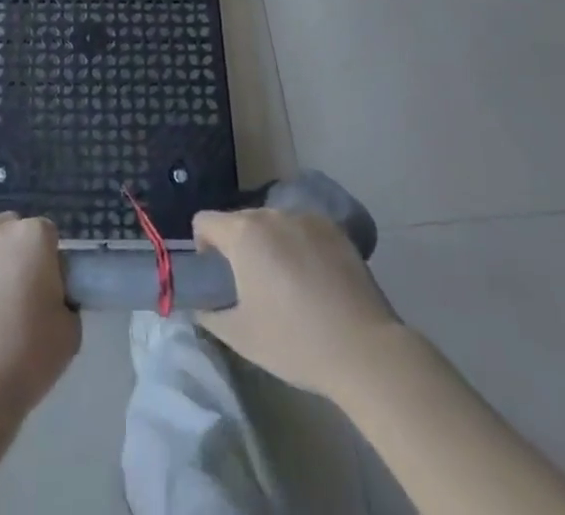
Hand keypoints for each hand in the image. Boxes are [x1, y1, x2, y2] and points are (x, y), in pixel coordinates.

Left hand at [0, 206, 80, 411]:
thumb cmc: (27, 360)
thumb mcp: (70, 333)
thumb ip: (66, 300)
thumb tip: (53, 293)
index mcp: (36, 237)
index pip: (47, 233)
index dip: (46, 259)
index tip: (43, 287)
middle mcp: (0, 225)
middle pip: (12, 224)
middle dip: (15, 249)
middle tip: (12, 288)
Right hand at [194, 208, 398, 402]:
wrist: (365, 350)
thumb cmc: (295, 342)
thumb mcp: (240, 336)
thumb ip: (209, 313)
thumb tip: (199, 302)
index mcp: (243, 233)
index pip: (204, 221)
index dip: (203, 247)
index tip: (219, 278)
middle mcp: (271, 214)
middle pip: (240, 221)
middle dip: (239, 248)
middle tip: (255, 289)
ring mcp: (306, 217)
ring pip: (273, 225)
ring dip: (270, 245)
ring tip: (290, 286)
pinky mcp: (334, 229)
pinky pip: (303, 229)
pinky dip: (300, 246)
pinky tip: (317, 281)